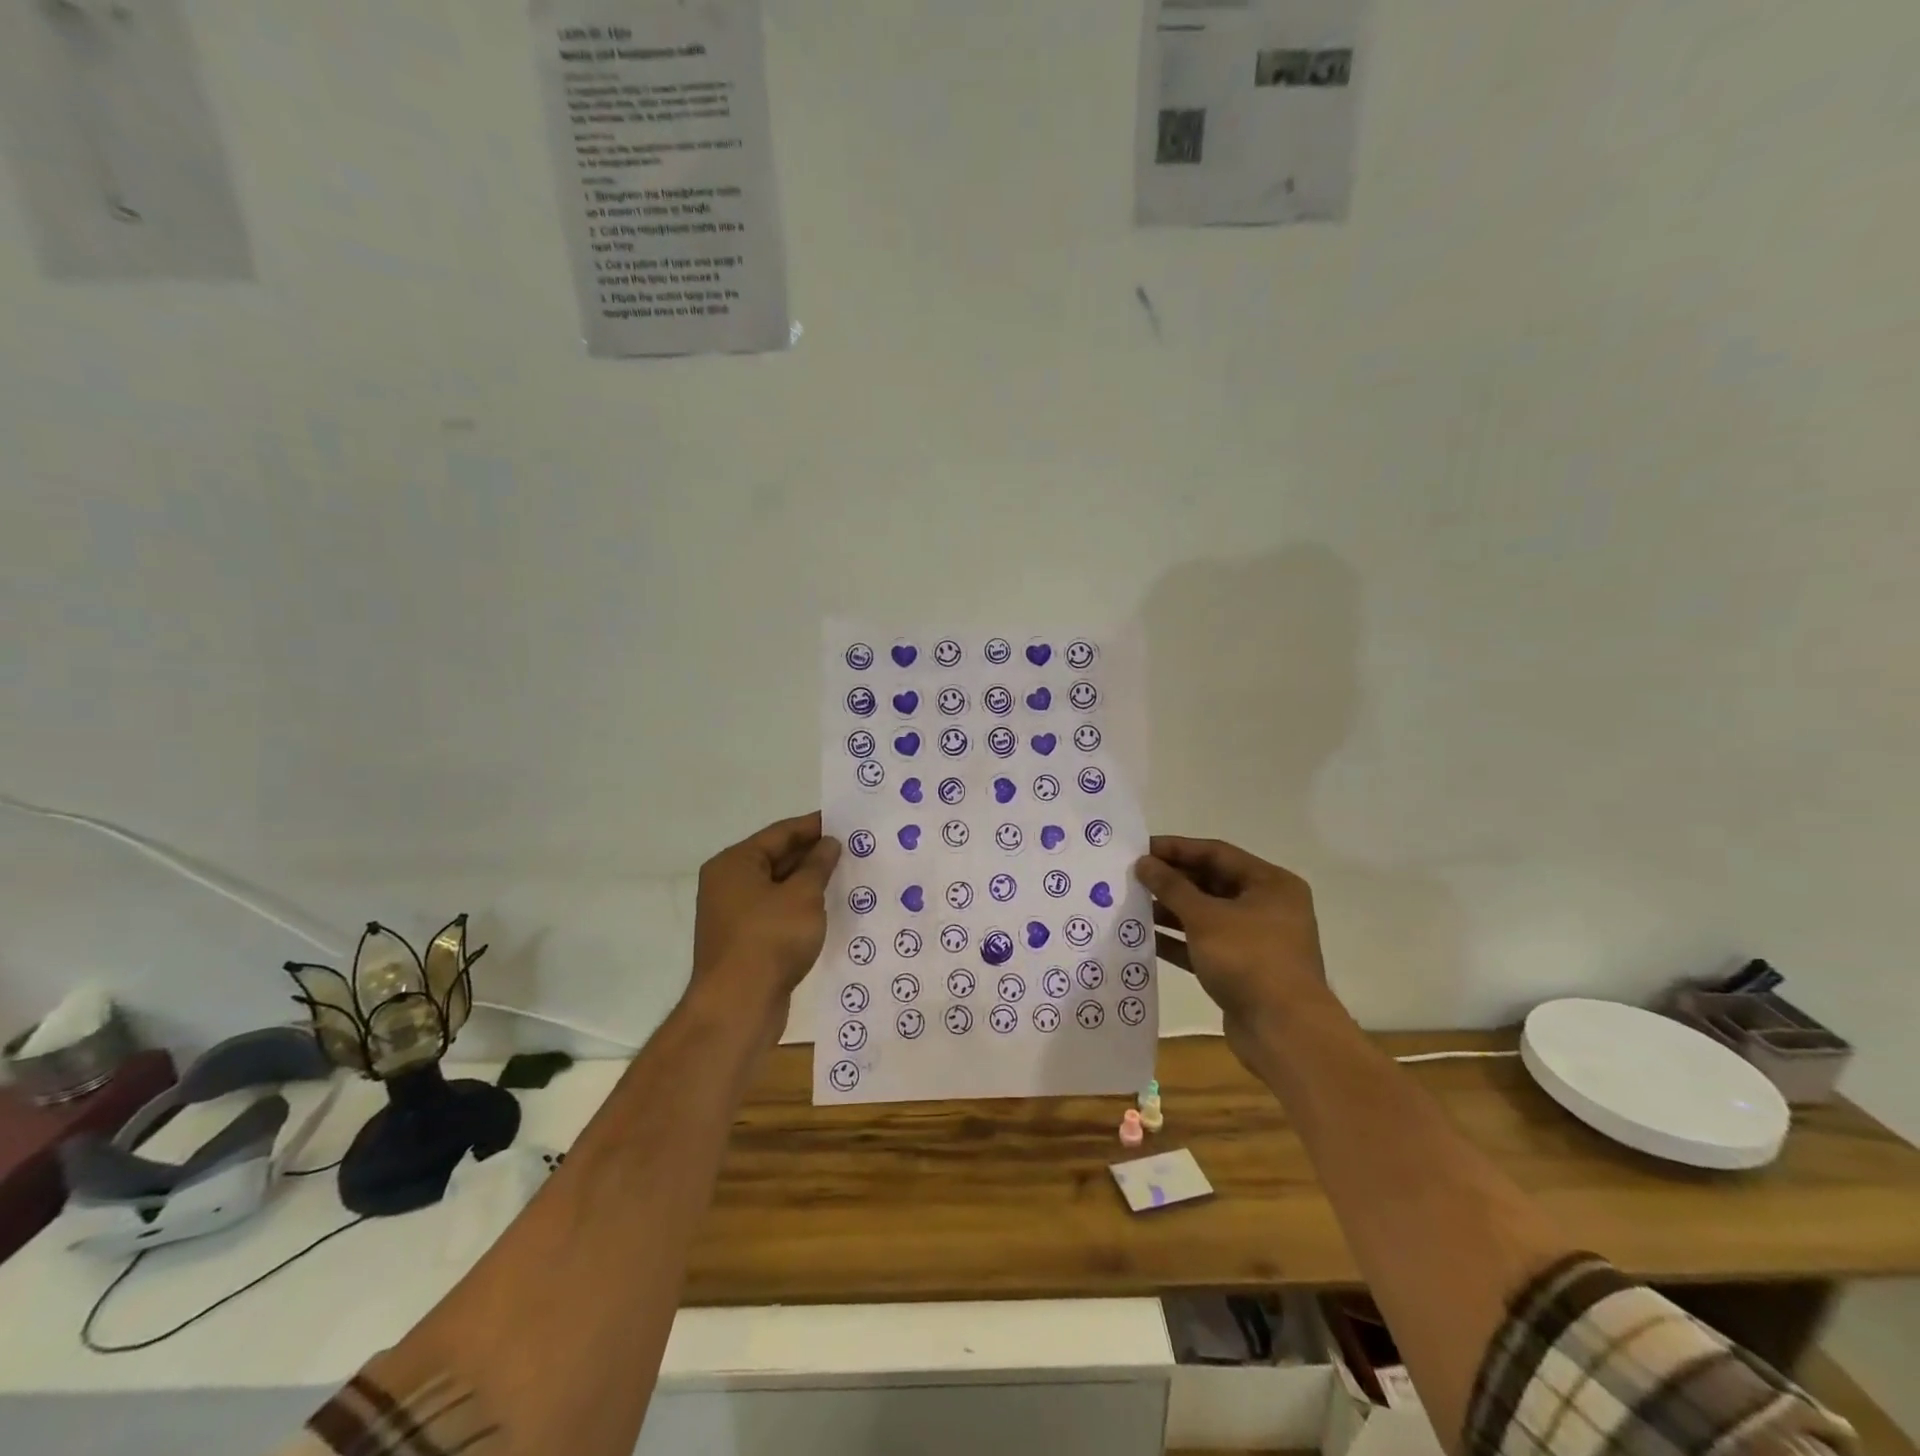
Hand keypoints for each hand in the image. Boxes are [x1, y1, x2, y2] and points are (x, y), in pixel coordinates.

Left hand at [689, 812, 840, 1032]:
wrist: (738, 1006)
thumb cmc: (770, 939)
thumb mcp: (803, 895)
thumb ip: (818, 865)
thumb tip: (828, 844)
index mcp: (735, 863)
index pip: (780, 833)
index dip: (814, 826)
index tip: (845, 822)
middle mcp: (728, 884)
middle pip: (776, 858)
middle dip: (813, 854)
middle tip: (852, 849)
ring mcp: (733, 915)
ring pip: (778, 887)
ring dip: (809, 882)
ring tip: (846, 876)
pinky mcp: (744, 941)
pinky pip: (776, 912)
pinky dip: (800, 907)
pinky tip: (827, 909)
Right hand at [1134, 836, 1328, 1041]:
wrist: (1285, 1032)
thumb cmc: (1249, 959)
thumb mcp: (1205, 917)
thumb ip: (1172, 887)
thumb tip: (1144, 863)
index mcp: (1270, 884)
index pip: (1217, 853)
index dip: (1177, 849)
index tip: (1140, 848)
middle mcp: (1267, 906)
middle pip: (1211, 883)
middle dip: (1172, 880)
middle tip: (1132, 877)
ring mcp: (1255, 940)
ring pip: (1206, 915)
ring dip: (1171, 910)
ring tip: (1132, 904)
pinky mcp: (1242, 969)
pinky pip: (1205, 944)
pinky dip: (1178, 940)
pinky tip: (1146, 938)